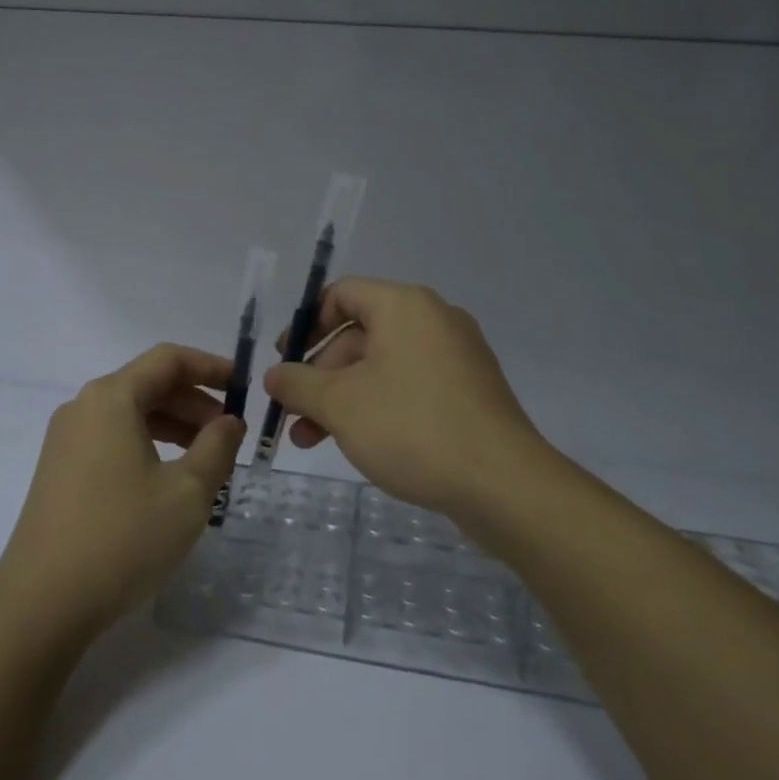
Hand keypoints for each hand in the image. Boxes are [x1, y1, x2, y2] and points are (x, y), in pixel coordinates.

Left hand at [0, 344, 245, 637]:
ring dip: (173, 425)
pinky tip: (168, 478)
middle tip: (230, 433)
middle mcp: (83, 407)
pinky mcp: (60, 471)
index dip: (210, 366)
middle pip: (148, 384)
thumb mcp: (187, 493)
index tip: (243, 386)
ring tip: (207, 458)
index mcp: (111, 398)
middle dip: (194, 401)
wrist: (41, 605)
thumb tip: (229, 421)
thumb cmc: (122, 538)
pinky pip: (112, 438)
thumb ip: (217, 447)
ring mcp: (66, 440)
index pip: (168, 359)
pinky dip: (147, 445)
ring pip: (130, 414)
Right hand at [262, 278, 545, 518]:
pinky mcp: (468, 393)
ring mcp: (456, 358)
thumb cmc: (412, 427)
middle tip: (292, 413)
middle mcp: (433, 321)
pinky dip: (376, 406)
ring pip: (382, 367)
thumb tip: (274, 376)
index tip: (284, 361)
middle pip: (359, 335)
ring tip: (309, 440)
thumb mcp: (340, 404)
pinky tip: (356, 443)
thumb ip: (298, 384)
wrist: (504, 485)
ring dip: (342, 398)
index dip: (306, 325)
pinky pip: (409, 387)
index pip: (342, 294)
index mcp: (405, 306)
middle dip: (319, 374)